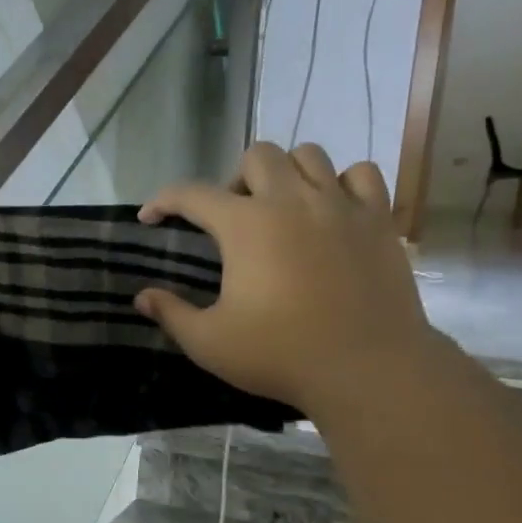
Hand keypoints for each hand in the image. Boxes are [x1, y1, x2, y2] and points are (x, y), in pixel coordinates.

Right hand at [134, 143, 438, 415]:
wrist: (364, 367)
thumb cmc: (279, 354)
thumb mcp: (209, 342)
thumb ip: (172, 314)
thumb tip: (142, 297)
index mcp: (245, 225)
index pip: (192, 194)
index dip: (163, 201)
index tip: (150, 217)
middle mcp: (291, 200)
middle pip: (257, 155)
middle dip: (236, 180)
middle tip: (233, 218)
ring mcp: (340, 204)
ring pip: (309, 155)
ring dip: (287, 174)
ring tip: (282, 208)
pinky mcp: (378, 219)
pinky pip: (360, 175)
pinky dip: (341, 183)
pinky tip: (332, 211)